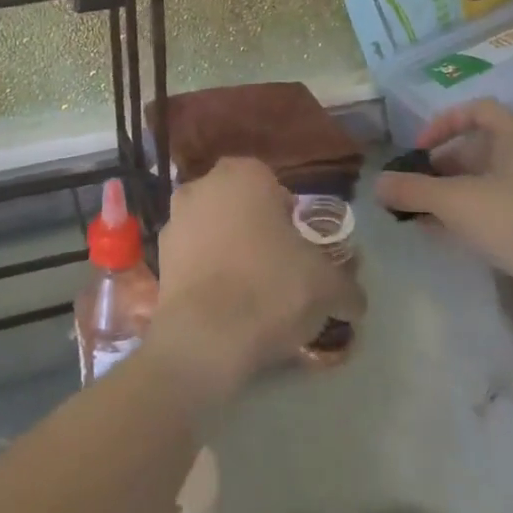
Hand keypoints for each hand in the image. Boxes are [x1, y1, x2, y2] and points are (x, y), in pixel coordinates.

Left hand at [150, 159, 366, 403]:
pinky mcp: (157, 257)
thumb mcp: (327, 286)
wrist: (206, 338)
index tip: (299, 247)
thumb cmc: (271, 289)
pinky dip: (206, 273)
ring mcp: (174, 219)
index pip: (274, 186)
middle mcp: (203, 185)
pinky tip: (223, 304)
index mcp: (244, 174)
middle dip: (256, 229)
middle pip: (240, 205)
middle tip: (279, 267)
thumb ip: (346, 285)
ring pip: (213, 229)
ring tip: (250, 291)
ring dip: (229, 250)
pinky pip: (192, 258)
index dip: (289, 217)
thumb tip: (355, 300)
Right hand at [373, 100, 512, 340]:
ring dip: (450, 193)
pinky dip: (467, 215)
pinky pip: (496, 210)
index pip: (477, 110)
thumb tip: (376, 184)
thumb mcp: (454, 201)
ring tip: (417, 210)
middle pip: (479, 148)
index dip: (442, 124)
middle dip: (441, 165)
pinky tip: (440, 232)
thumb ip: (412, 189)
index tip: (418, 150)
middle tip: (412, 185)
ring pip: (485, 182)